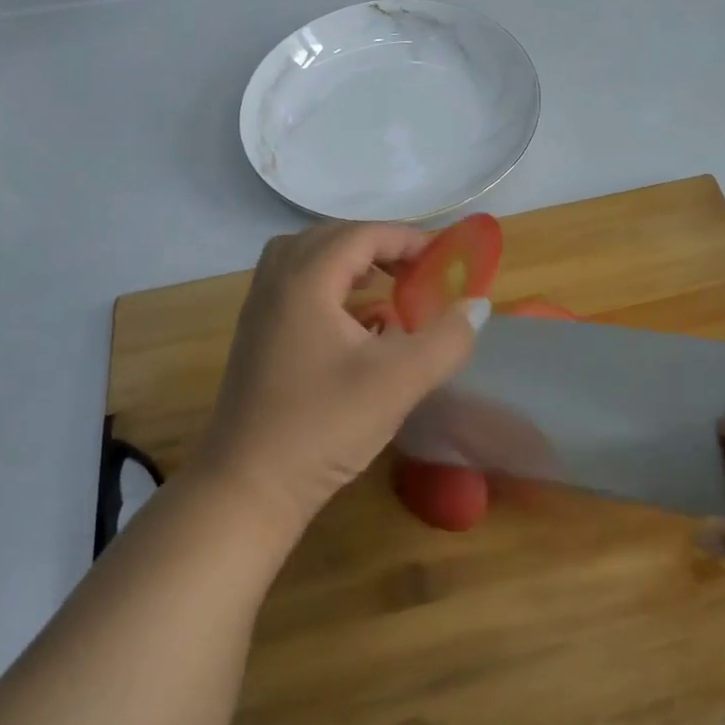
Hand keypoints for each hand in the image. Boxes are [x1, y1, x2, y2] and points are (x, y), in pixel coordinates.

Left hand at [196, 223, 483, 538]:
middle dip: (378, 246)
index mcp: (305, 280)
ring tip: (385, 286)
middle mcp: (276, 284)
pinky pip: (296, 288)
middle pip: (330, 238)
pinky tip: (358, 327)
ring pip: (307, 261)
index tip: (441, 258)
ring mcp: (260, 311)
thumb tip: (477, 306)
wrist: (247, 489)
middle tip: (415, 268)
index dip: (405, 239)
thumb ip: (446, 339)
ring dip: (350, 264)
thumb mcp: (399, 381)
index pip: (361, 235)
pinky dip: (330, 289)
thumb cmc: (323, 426)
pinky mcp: (257, 339)